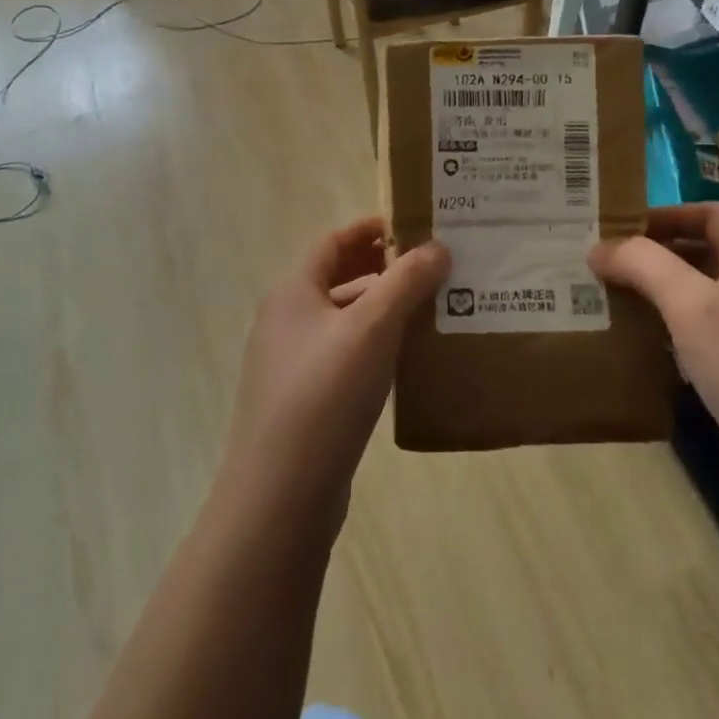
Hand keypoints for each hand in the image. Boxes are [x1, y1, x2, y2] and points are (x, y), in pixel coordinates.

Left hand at [222, 218, 448, 521]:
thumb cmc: (325, 393)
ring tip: (429, 309)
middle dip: (381, 268)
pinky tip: (404, 360)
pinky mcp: (303, 399)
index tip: (412, 226)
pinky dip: (372, 345)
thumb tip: (437, 247)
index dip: (370, 230)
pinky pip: (342, 355)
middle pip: (337, 278)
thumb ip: (406, 282)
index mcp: (293, 291)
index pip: (333, 242)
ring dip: (381, 308)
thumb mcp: (371, 328)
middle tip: (430, 266)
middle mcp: (285, 319)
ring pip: (342, 319)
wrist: (280, 492)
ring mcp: (290, 362)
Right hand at [588, 203, 718, 532]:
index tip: (623, 223)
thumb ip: (644, 266)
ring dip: (650, 298)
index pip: (715, 217)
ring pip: (691, 305)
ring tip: (601, 300)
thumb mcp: (694, 303)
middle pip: (700, 258)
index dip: (673, 212)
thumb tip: (597, 248)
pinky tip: (628, 349)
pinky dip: (658, 340)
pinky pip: (690, 347)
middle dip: (651, 255)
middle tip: (599, 262)